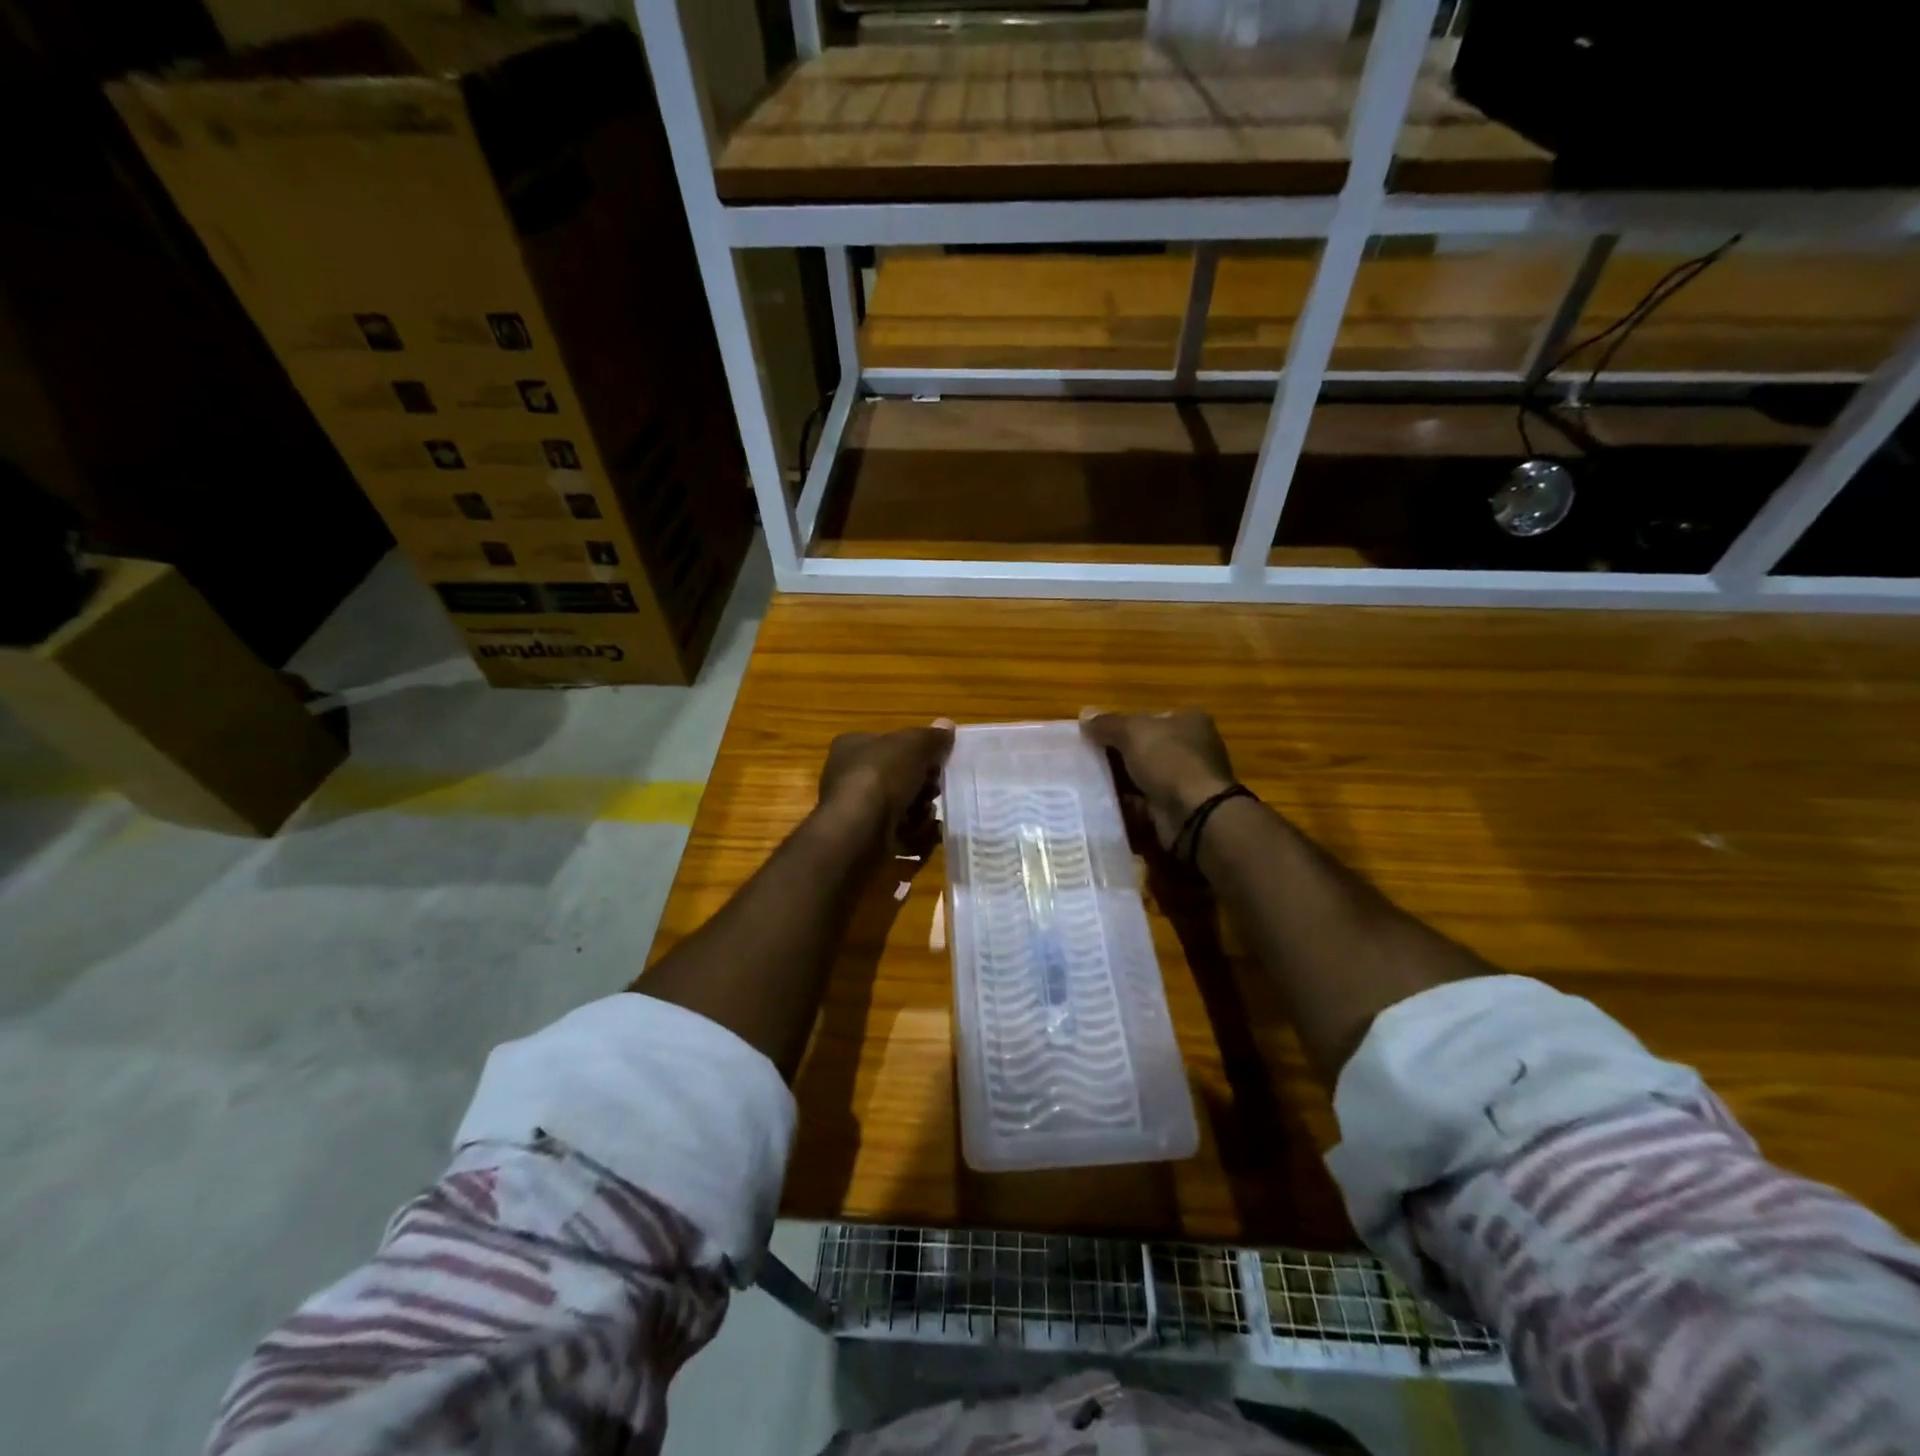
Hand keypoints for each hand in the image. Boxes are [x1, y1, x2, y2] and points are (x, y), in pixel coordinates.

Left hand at [818, 722, 955, 840]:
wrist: (859, 830)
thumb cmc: (881, 776)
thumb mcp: (913, 745)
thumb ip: (932, 737)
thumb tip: (947, 725)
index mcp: (853, 746)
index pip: (890, 744)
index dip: (917, 751)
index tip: (938, 761)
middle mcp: (850, 776)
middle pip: (899, 777)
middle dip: (923, 785)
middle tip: (934, 789)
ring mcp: (857, 809)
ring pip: (901, 806)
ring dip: (921, 811)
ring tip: (926, 813)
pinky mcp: (866, 838)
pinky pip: (899, 833)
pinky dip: (915, 834)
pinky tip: (925, 833)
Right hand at [1080, 709, 1236, 848]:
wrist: (1194, 815)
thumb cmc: (1169, 760)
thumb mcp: (1132, 731)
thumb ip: (1107, 723)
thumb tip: (1085, 715)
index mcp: (1189, 721)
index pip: (1150, 717)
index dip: (1122, 724)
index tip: (1095, 735)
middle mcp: (1192, 748)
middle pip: (1145, 747)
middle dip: (1117, 754)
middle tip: (1086, 758)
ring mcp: (1186, 780)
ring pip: (1143, 776)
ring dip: (1120, 779)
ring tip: (1088, 780)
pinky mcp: (1177, 807)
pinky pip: (1144, 801)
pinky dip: (1126, 802)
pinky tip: (1102, 802)